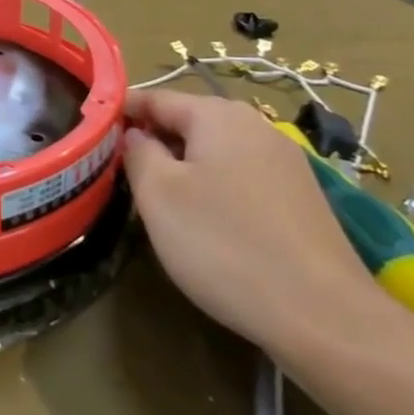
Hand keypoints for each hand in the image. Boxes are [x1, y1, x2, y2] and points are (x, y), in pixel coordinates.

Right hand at [122, 88, 394, 355]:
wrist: (324, 316)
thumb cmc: (224, 245)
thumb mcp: (158, 194)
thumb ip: (137, 152)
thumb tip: (135, 135)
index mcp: (219, 116)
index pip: (154, 98)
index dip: (118, 112)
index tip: (89, 134)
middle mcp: (257, 128)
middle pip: (187, 122)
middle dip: (150, 141)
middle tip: (115, 171)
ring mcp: (285, 164)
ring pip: (214, 152)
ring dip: (180, 167)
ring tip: (153, 199)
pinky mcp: (300, 200)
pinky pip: (240, 178)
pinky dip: (211, 188)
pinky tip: (202, 223)